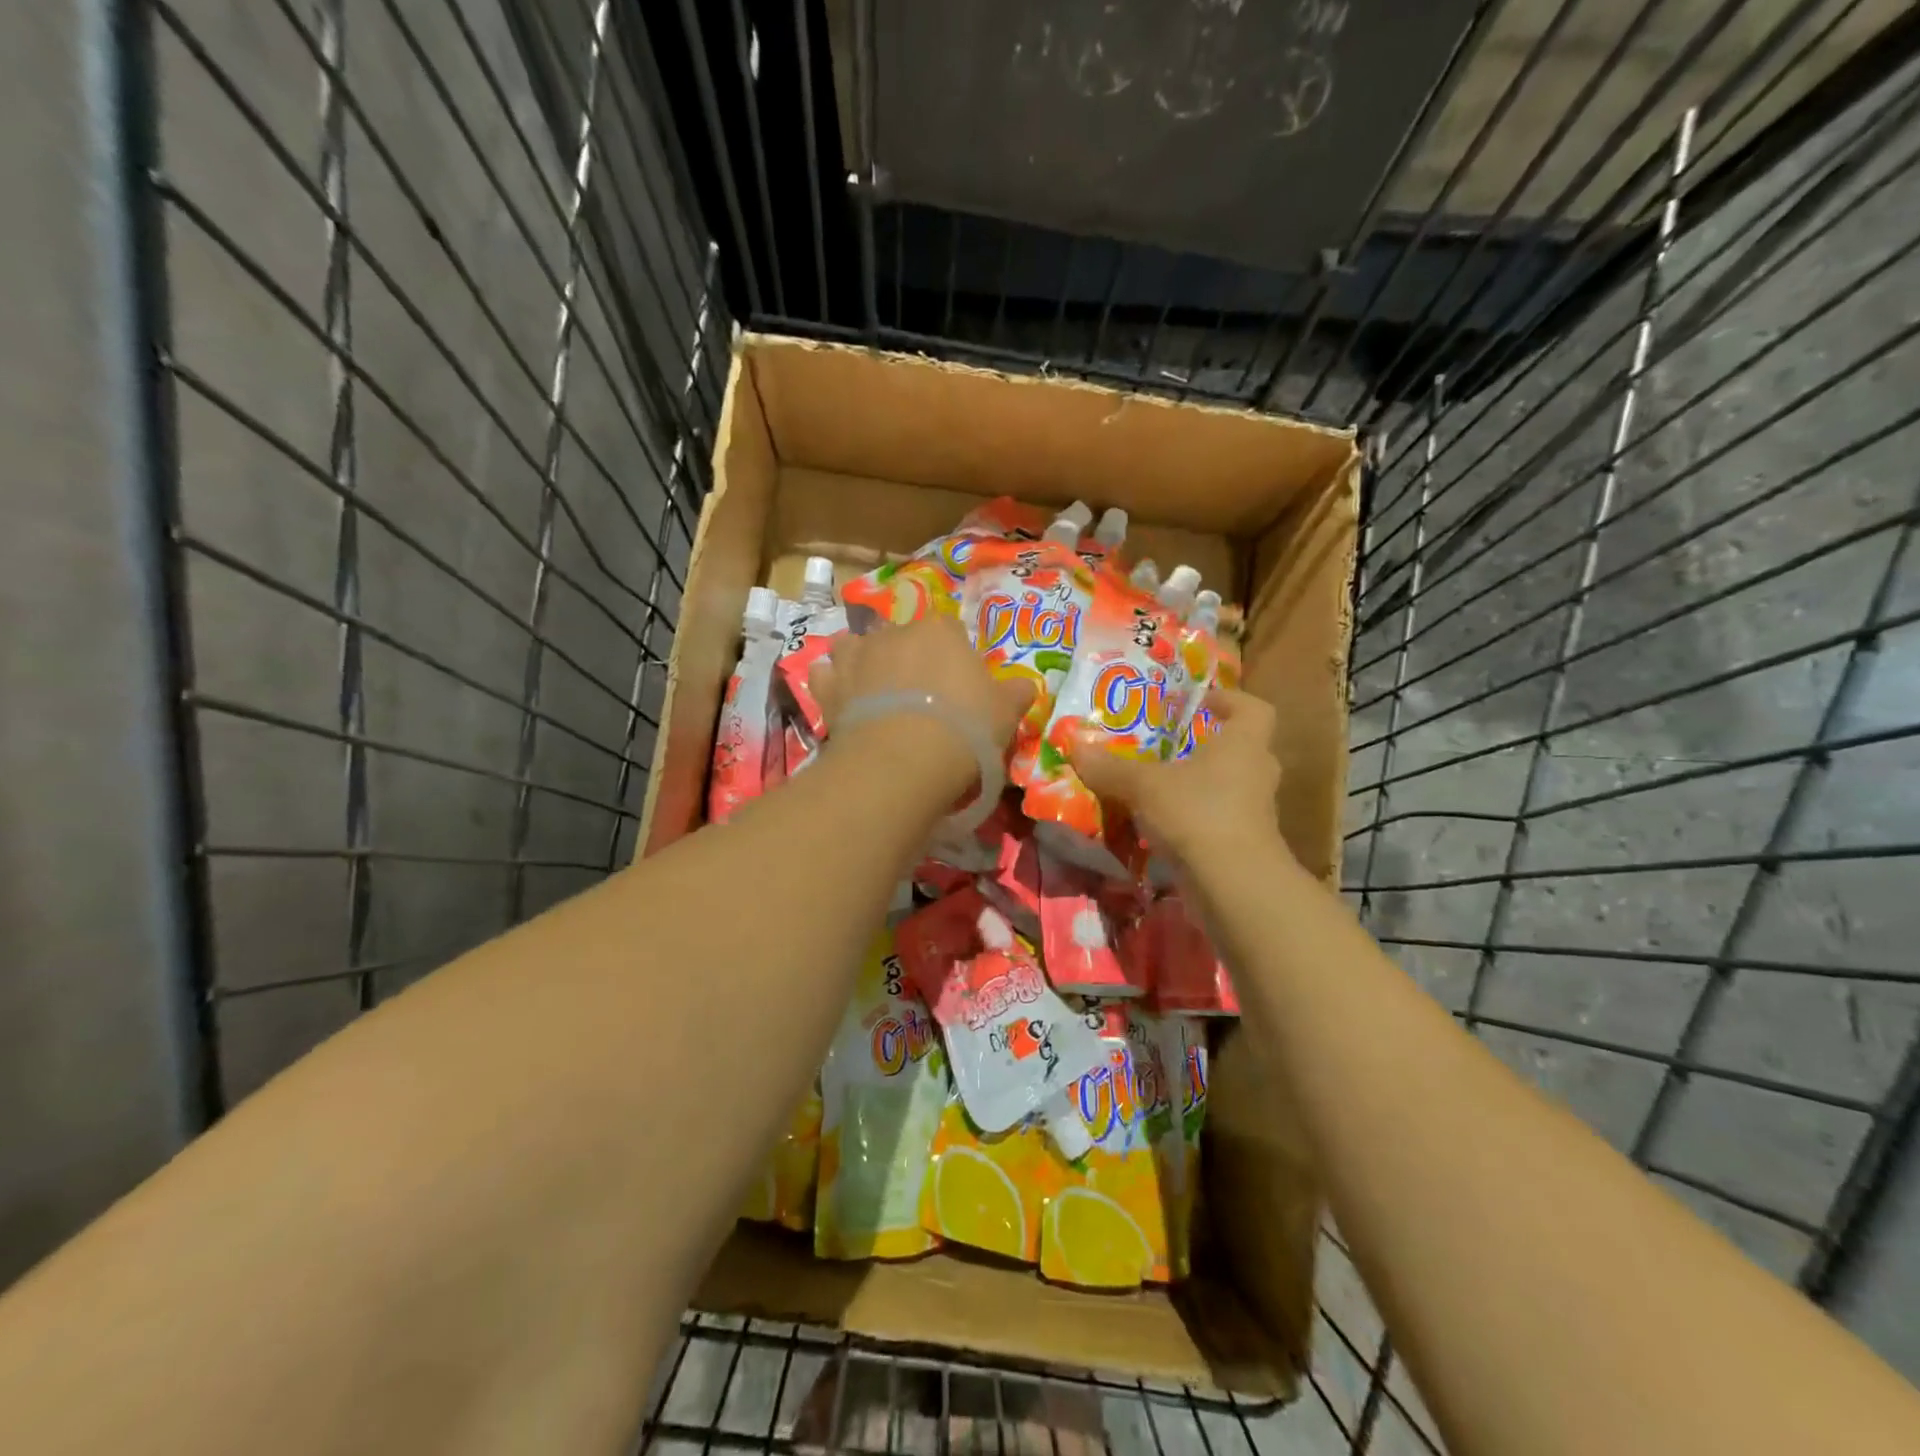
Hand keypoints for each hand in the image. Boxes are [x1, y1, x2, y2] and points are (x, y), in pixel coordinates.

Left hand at [810, 616, 1036, 780]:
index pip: (948, 630)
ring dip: (861, 660)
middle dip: (907, 657)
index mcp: (939, 631)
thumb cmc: (963, 729)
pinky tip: (839, 698)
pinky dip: (830, 683)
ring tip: (872, 687)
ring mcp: (856, 657)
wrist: (902, 761)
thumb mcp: (1004, 714)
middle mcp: (894, 633)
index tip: (957, 684)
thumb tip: (1026, 685)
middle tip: (918, 694)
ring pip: (854, 646)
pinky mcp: (829, 687)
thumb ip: (1015, 694)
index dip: (952, 656)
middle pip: (900, 636)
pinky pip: (824, 676)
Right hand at [1068, 687, 1283, 865]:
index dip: (1230, 700)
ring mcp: (1255, 812)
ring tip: (1159, 786)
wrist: (1234, 885)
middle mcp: (1256, 772)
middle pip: (1240, 748)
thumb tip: (1074, 745)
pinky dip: (1196, 819)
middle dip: (1208, 746)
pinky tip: (1162, 826)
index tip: (1200, 702)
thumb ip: (1110, 767)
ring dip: (1200, 785)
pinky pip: (1219, 819)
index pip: (1253, 709)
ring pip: (1229, 787)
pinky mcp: (1245, 845)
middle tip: (1171, 745)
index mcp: (1243, 744)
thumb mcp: (1144, 786)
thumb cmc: (1197, 813)